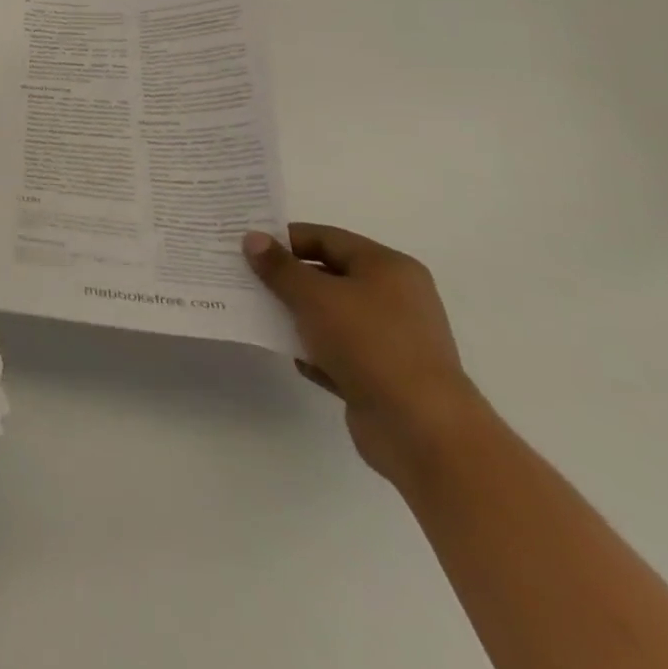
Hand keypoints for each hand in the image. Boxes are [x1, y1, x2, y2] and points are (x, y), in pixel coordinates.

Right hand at [243, 224, 485, 484]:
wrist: (422, 430)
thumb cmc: (368, 344)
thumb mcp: (313, 295)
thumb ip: (279, 267)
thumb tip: (252, 239)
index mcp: (388, 268)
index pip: (326, 238)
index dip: (285, 238)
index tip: (247, 246)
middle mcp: (396, 298)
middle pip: (329, 275)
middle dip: (287, 277)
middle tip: (245, 276)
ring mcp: (392, 339)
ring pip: (332, 315)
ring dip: (297, 315)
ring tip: (258, 313)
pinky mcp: (384, 376)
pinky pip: (340, 352)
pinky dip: (315, 351)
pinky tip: (292, 356)